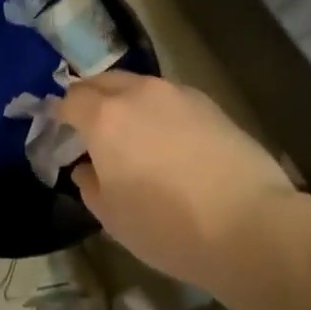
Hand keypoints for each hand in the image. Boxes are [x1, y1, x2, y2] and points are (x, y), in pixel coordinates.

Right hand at [58, 72, 294, 293]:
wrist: (251, 225)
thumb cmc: (169, 227)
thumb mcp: (113, 217)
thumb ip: (89, 184)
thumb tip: (87, 167)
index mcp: (105, 117)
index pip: (70, 100)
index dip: (59, 114)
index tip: (59, 131)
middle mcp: (138, 93)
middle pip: (102, 81)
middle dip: (90, 99)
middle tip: (89, 128)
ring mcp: (177, 94)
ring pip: (138, 86)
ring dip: (125, 102)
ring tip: (131, 134)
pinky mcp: (209, 103)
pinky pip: (169, 98)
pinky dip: (157, 110)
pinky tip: (168, 140)